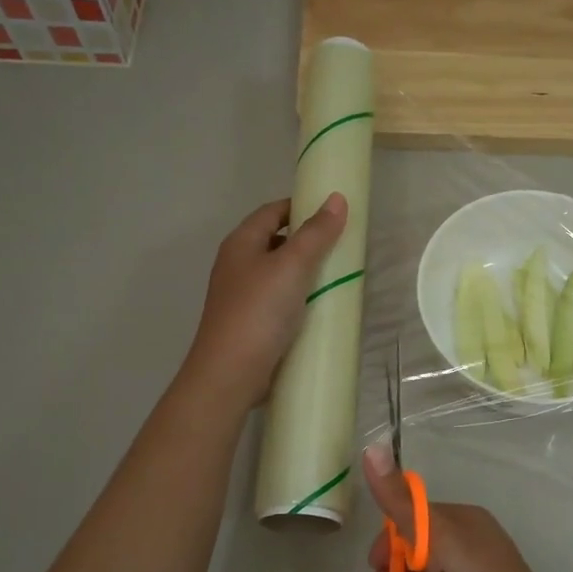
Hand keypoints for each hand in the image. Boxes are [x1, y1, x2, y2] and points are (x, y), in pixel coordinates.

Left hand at [184, 194, 347, 409]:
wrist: (230, 373)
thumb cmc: (259, 311)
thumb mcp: (291, 266)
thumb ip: (315, 234)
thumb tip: (337, 198)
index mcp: (240, 243)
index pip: (272, 212)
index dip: (301, 208)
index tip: (333, 214)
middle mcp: (236, 265)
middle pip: (275, 242)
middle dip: (307, 242)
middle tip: (342, 248)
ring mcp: (241, 297)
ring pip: (278, 275)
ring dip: (305, 274)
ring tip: (337, 278)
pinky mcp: (250, 324)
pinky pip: (279, 302)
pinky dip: (299, 300)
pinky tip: (319, 310)